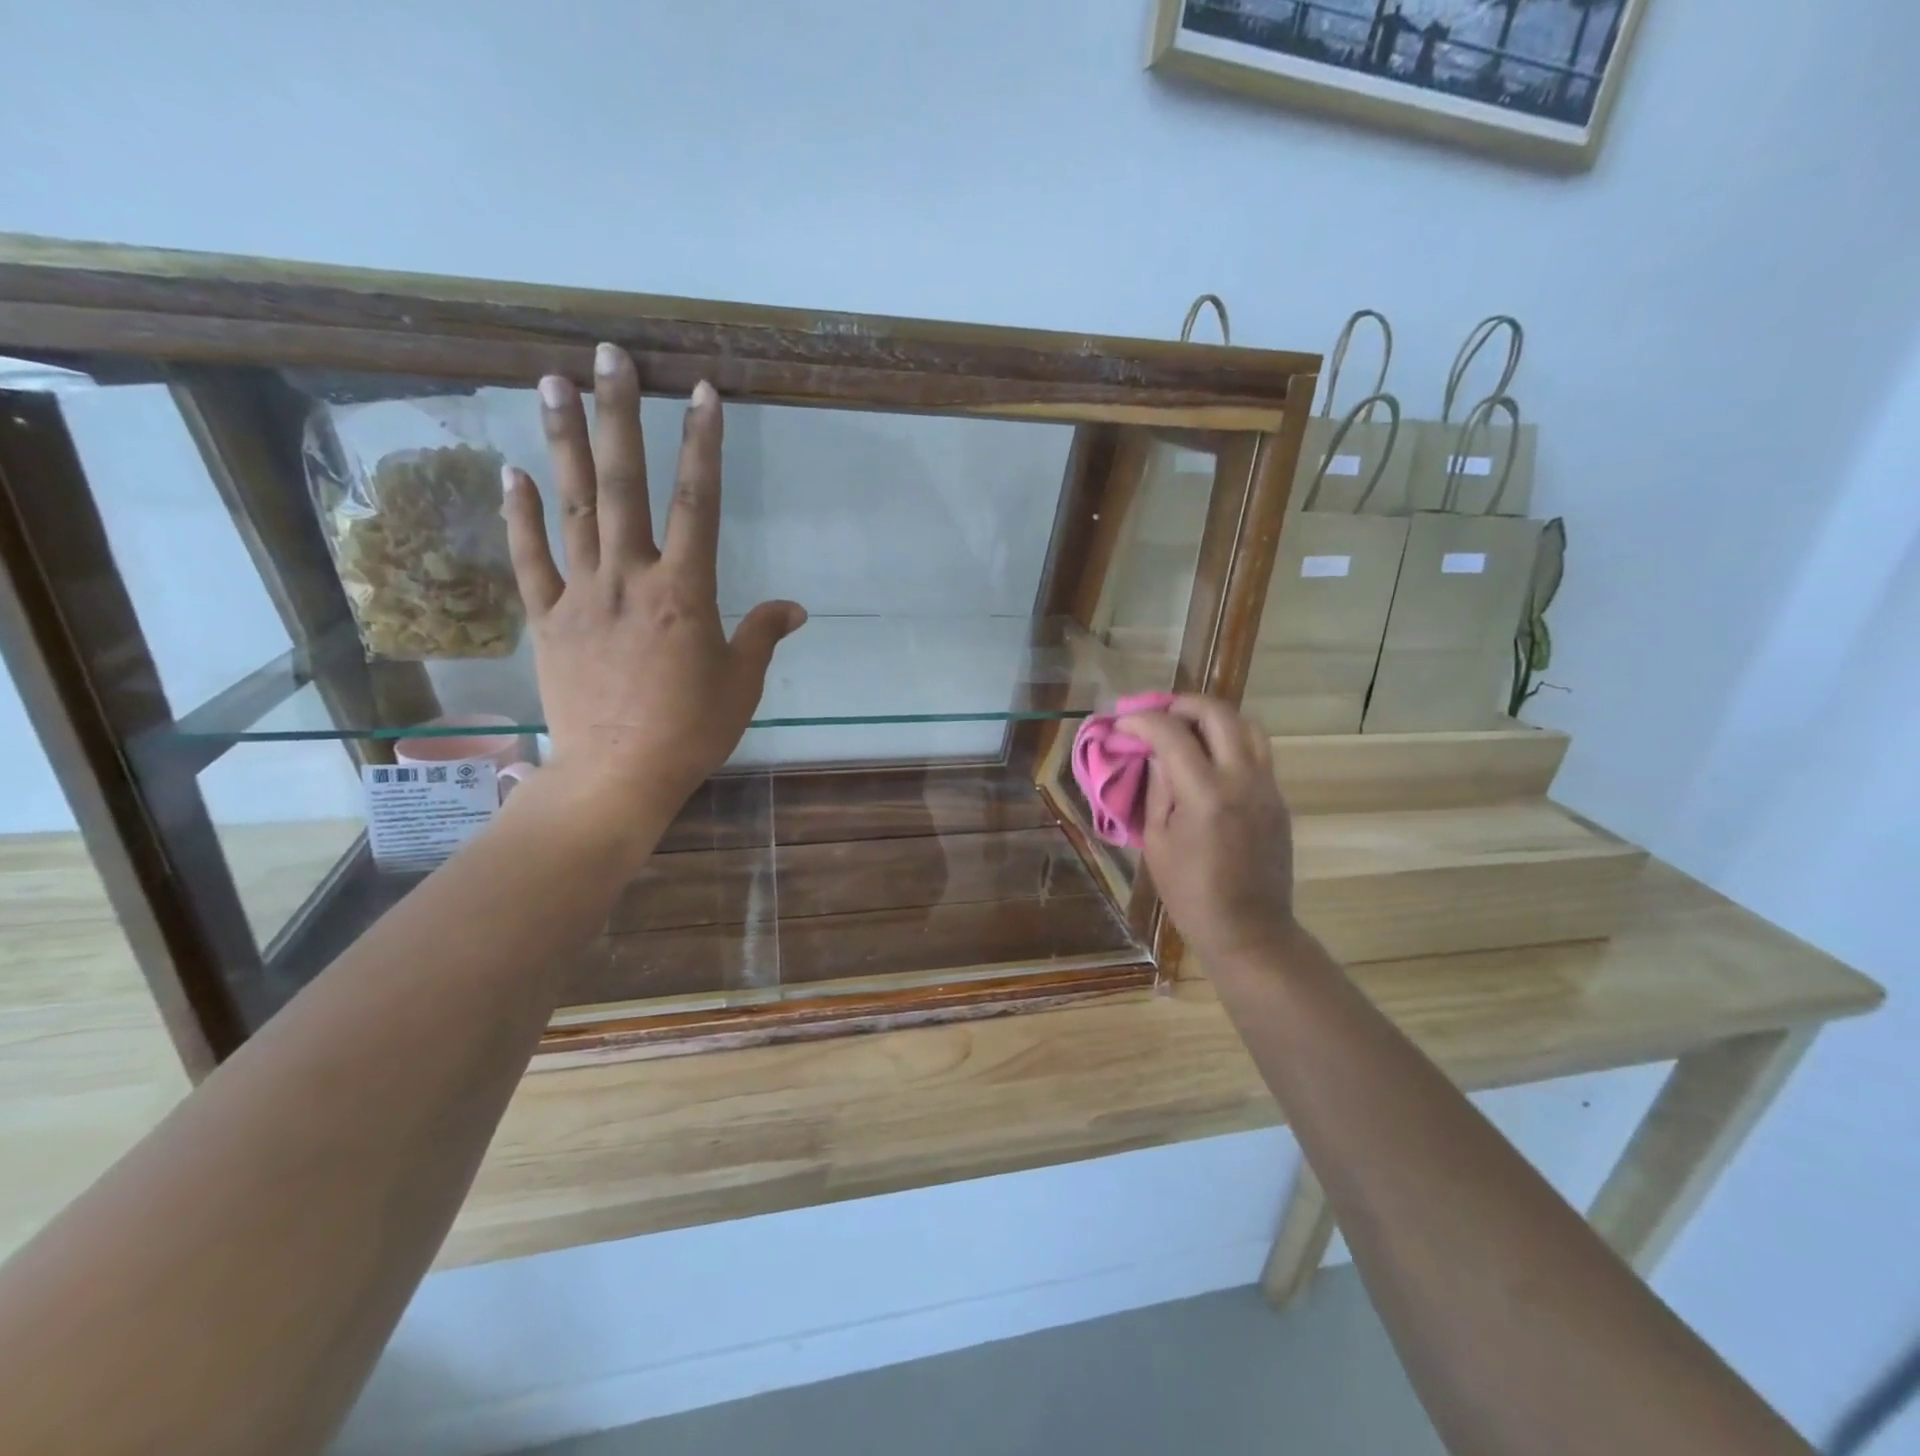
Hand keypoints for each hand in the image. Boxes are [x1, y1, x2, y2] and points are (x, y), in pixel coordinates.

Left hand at [502, 344, 805, 809]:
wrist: (618, 775)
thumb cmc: (692, 731)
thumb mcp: (742, 683)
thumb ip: (762, 635)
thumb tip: (795, 608)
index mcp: (686, 592)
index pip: (699, 503)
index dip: (702, 445)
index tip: (701, 393)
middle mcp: (631, 578)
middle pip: (625, 485)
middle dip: (620, 416)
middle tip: (610, 357)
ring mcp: (582, 595)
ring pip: (572, 507)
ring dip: (563, 442)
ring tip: (551, 381)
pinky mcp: (548, 620)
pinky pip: (531, 560)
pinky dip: (520, 517)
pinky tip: (512, 473)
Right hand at [1116, 696, 1297, 970]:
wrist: (1249, 928)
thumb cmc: (1190, 892)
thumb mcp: (1157, 841)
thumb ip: (1157, 787)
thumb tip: (1154, 752)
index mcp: (1205, 793)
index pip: (1171, 733)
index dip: (1141, 720)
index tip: (1121, 723)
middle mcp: (1242, 779)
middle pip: (1217, 713)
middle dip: (1182, 704)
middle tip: (1157, 714)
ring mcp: (1266, 786)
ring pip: (1247, 724)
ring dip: (1213, 717)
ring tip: (1186, 728)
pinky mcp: (1277, 797)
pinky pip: (1257, 750)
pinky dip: (1230, 740)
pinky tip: (1208, 758)